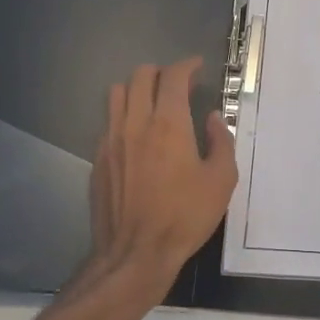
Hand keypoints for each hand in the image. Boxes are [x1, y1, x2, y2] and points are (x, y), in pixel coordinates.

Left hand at [90, 57, 237, 281]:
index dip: (187, 65)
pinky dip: (124, 116)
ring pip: (117, 93)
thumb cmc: (184, 217)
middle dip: (162, 72)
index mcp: (169, 124)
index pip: (173, 76)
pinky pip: (108, 122)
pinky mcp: (98, 159)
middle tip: (178, 84)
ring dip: (137, 89)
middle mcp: (135, 123)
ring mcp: (111, 140)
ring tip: (153, 102)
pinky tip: (137, 136)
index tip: (198, 67)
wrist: (135, 254)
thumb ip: (220, 142)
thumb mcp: (221, 181)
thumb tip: (212, 119)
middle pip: (140, 76)